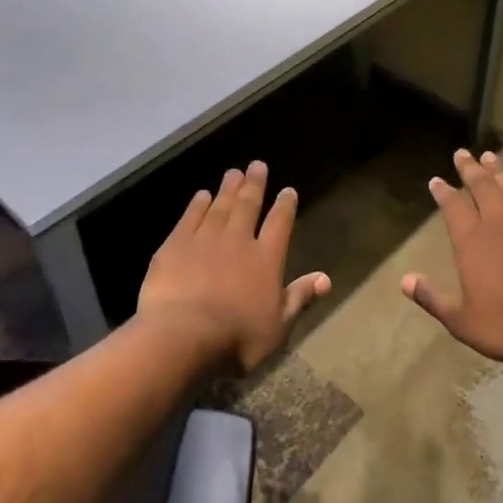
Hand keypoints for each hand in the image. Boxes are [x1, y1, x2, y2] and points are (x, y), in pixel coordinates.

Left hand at [136, 161, 331, 372]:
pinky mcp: (176, 245)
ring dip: (228, 188)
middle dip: (254, 185)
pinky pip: (190, 218)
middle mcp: (238, 240)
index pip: (280, 223)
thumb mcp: (278, 325)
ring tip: (233, 172)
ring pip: (220, 206)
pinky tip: (201, 195)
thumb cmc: (237, 337)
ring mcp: (205, 239)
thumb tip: (326, 279)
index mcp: (266, 258)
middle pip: (248, 205)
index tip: (288, 191)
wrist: (183, 336)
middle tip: (257, 165)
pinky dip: (197, 205)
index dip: (285, 206)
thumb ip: (300, 297)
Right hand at [402, 149, 502, 368]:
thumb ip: (433, 298)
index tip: (436, 180)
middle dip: (470, 169)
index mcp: (473, 241)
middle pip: (482, 187)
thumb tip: (405, 280)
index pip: (453, 206)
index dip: (443, 192)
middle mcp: (500, 223)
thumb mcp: (462, 321)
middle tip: (462, 153)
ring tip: (491, 157)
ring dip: (500, 172)